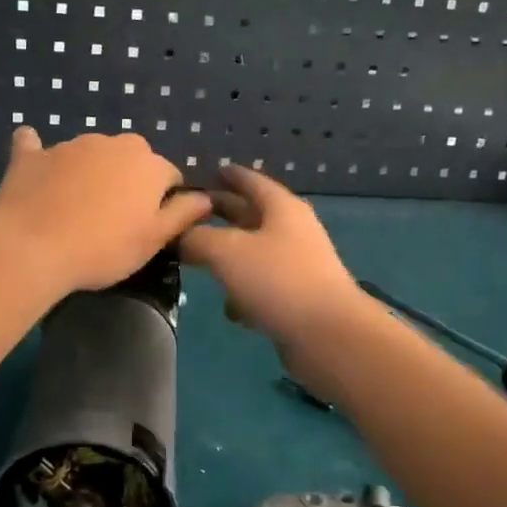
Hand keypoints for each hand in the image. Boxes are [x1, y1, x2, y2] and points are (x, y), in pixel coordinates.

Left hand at [0, 127, 213, 293]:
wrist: (32, 247)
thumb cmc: (103, 249)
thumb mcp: (154, 239)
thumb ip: (183, 214)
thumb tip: (205, 198)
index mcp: (148, 164)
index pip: (169, 176)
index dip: (163, 201)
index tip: (148, 227)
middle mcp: (113, 144)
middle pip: (131, 159)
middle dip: (128, 181)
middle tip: (114, 219)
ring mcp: (70, 145)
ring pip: (90, 154)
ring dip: (90, 172)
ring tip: (76, 209)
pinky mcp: (32, 155)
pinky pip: (36, 146)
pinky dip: (40, 155)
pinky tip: (36, 166)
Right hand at [178, 165, 362, 353]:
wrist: (328, 335)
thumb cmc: (277, 280)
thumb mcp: (226, 252)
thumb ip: (196, 239)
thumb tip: (179, 236)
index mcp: (281, 208)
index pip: (251, 181)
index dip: (229, 175)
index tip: (209, 171)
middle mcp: (292, 231)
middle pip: (251, 216)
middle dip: (222, 214)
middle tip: (190, 215)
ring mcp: (297, 266)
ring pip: (255, 253)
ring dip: (229, 257)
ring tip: (198, 261)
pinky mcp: (297, 299)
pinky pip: (263, 286)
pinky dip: (245, 292)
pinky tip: (230, 309)